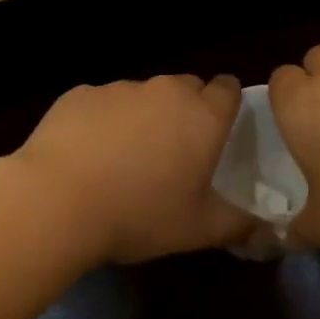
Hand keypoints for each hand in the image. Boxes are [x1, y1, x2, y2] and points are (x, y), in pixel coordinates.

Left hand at [12, 75, 255, 263]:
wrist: (57, 202)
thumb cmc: (140, 215)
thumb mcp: (199, 230)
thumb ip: (238, 224)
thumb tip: (262, 227)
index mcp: (202, 116)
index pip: (228, 89)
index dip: (227, 105)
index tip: (219, 129)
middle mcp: (164, 91)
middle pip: (185, 88)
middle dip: (185, 111)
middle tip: (173, 152)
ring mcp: (118, 89)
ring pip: (141, 96)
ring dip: (141, 117)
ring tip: (123, 159)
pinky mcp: (79, 94)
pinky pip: (101, 103)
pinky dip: (102, 122)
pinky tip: (86, 156)